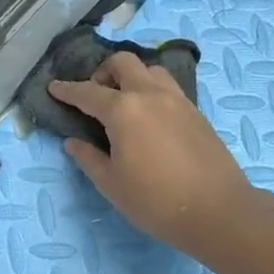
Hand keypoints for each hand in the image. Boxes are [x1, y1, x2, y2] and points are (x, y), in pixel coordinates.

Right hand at [49, 51, 253, 252]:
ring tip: (125, 102)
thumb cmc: (156, 200)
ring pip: (150, 69)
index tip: (54, 87)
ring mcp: (177, 100)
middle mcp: (149, 94)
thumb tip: (73, 142)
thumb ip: (88, 158)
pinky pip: (168, 87)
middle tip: (95, 94)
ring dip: (132, 77)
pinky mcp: (196, 111)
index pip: (87, 92)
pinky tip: (150, 116)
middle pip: (122, 63)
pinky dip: (152, 90)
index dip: (67, 90)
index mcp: (123, 110)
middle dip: (102, 72)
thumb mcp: (111, 184)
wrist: (218, 211)